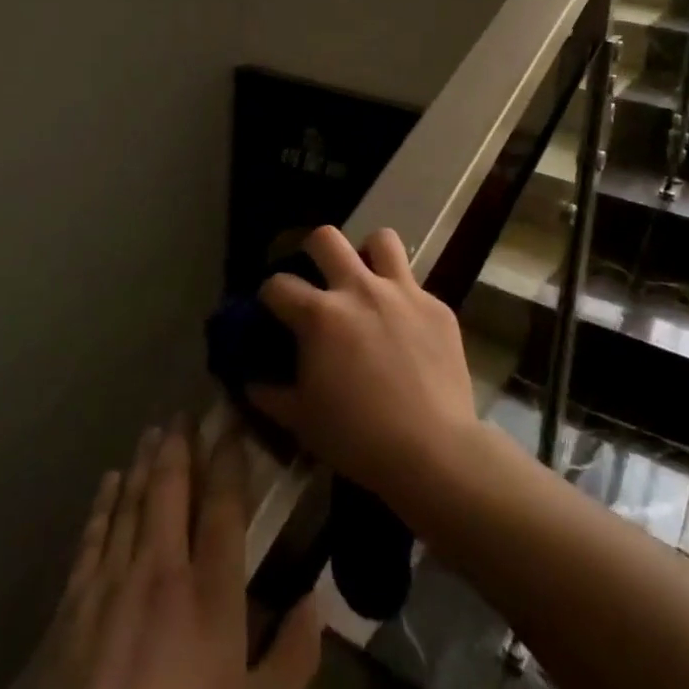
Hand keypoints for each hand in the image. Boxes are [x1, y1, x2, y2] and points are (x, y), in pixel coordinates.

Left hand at [29, 424, 320, 688]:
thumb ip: (293, 657)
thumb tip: (317, 601)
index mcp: (212, 592)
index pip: (223, 504)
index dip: (228, 457)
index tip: (230, 420)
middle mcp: (161, 572)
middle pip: (171, 490)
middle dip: (180, 445)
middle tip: (185, 412)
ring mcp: (110, 587)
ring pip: (130, 504)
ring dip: (143, 464)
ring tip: (153, 432)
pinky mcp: (70, 611)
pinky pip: (90, 539)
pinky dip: (102, 505)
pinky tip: (108, 483)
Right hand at [247, 226, 481, 511]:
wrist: (432, 450)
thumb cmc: (358, 438)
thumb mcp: (302, 421)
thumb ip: (270, 394)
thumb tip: (251, 380)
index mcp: (320, 316)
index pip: (279, 284)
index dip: (269, 295)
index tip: (273, 308)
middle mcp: (359, 290)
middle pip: (326, 238)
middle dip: (312, 250)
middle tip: (316, 274)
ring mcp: (402, 293)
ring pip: (381, 240)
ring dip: (368, 254)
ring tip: (366, 280)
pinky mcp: (436, 306)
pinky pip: (415, 285)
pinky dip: (403, 298)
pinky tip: (405, 327)